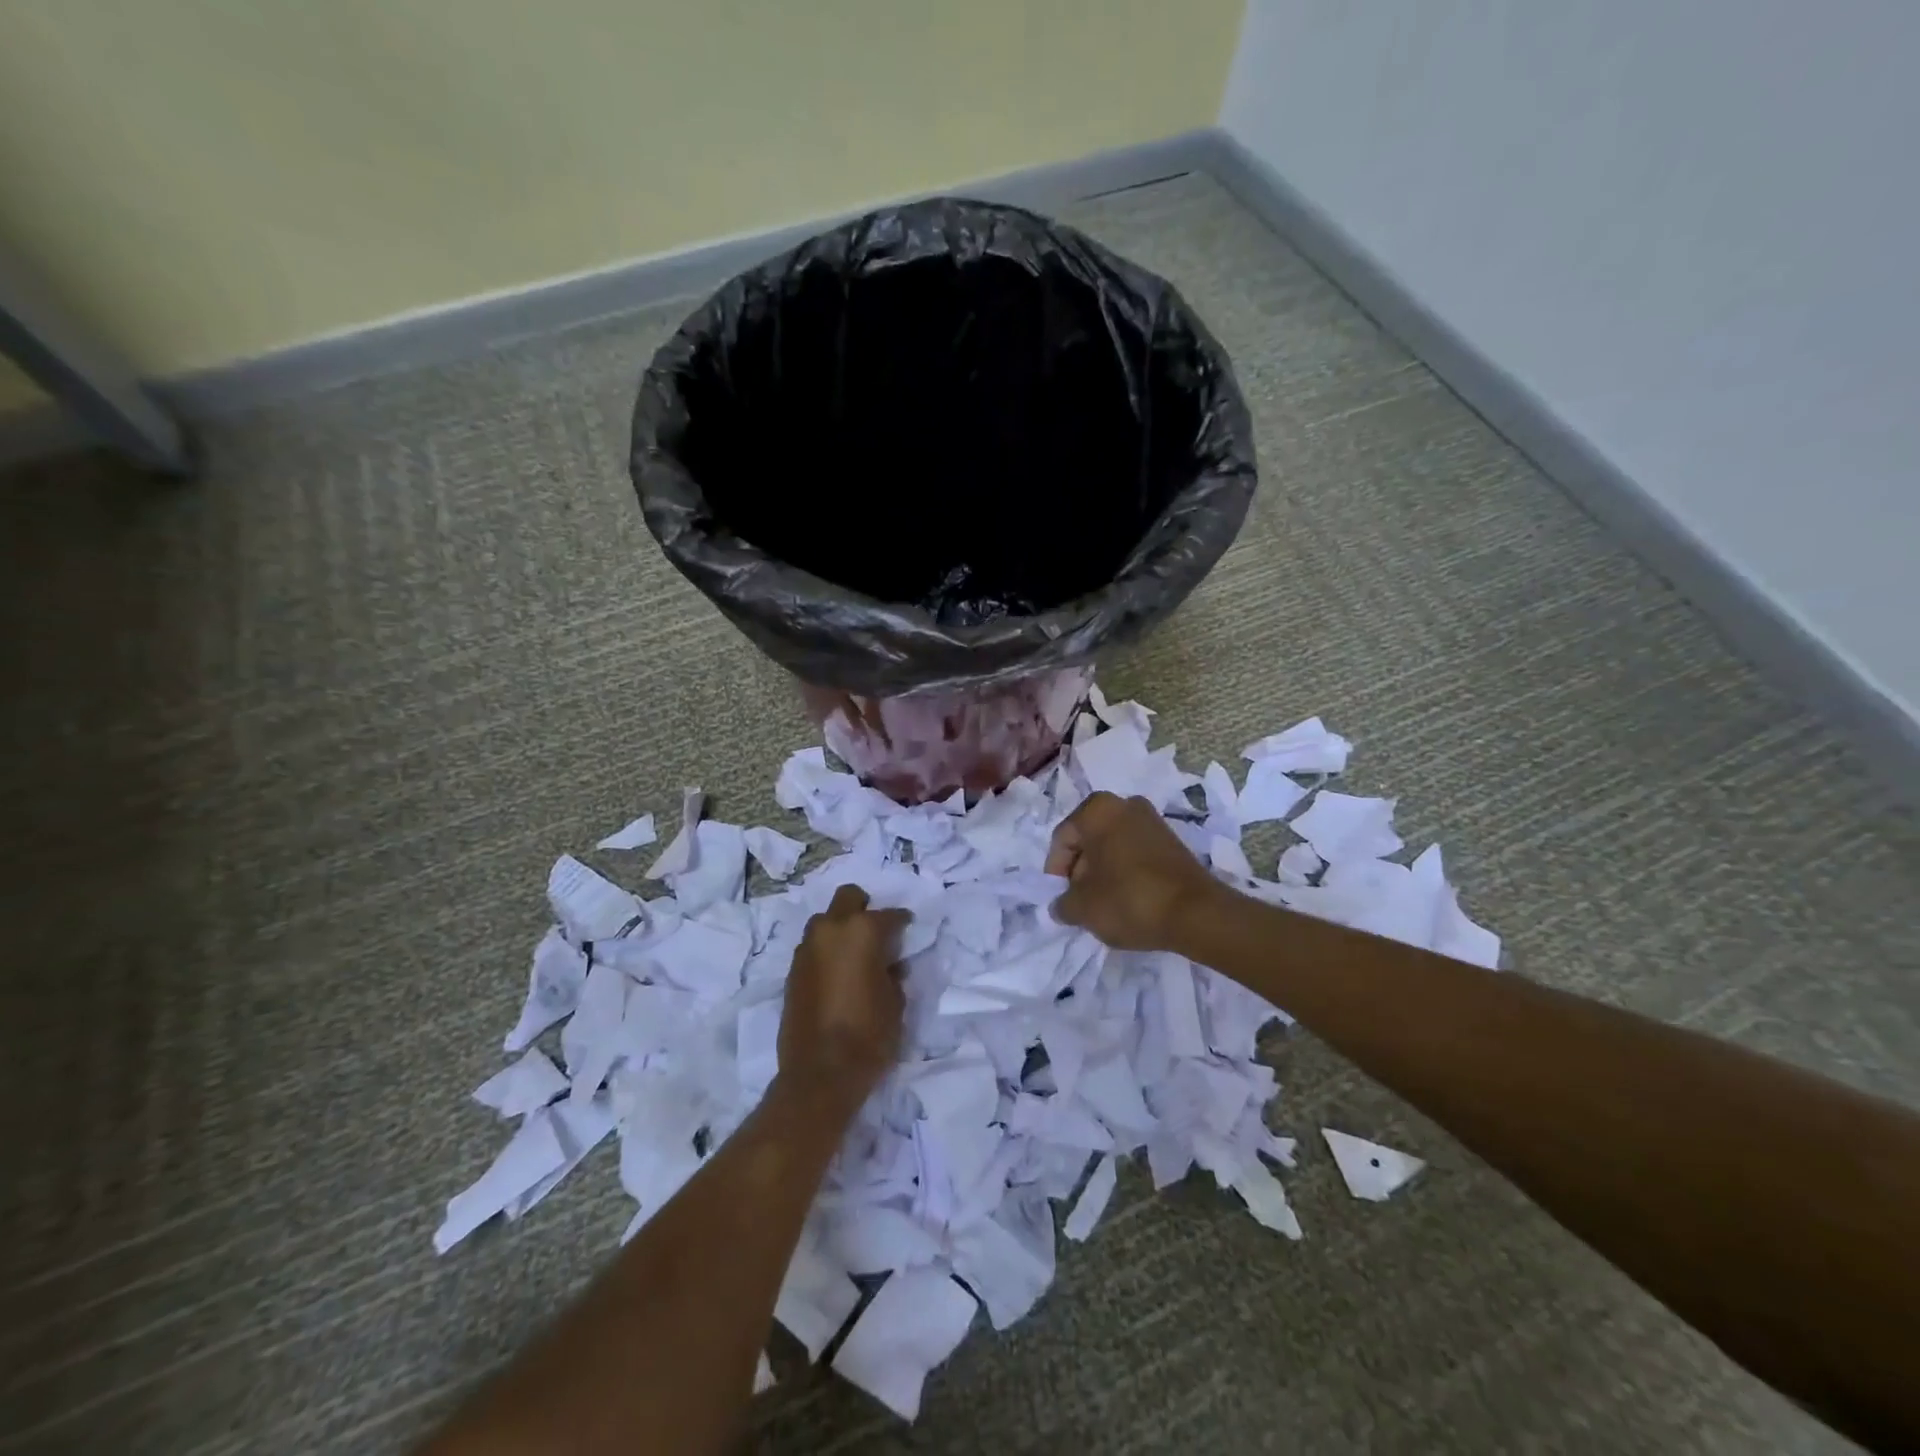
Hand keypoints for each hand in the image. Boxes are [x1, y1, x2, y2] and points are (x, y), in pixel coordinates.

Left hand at [777, 884, 909, 1109]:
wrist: (819, 1073)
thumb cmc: (869, 1035)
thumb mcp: (896, 1003)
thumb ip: (894, 974)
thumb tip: (890, 965)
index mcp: (862, 931)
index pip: (889, 915)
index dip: (902, 923)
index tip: (908, 931)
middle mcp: (831, 930)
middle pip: (848, 898)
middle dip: (864, 908)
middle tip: (877, 933)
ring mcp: (807, 949)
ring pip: (825, 922)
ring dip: (841, 930)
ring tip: (855, 956)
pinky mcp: (792, 970)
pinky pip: (813, 947)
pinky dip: (826, 951)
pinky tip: (838, 974)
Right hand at [1045, 791, 1226, 951]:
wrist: (1196, 913)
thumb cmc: (1129, 899)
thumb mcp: (1082, 908)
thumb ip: (1062, 903)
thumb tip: (1062, 905)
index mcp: (1097, 809)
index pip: (1063, 838)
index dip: (1056, 871)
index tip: (1061, 898)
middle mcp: (1125, 804)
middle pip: (1089, 838)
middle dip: (1080, 869)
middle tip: (1081, 901)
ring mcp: (1152, 820)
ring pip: (1112, 845)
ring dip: (1103, 871)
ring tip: (1104, 903)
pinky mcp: (1172, 840)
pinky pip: (1135, 852)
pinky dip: (1125, 871)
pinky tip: (1128, 898)